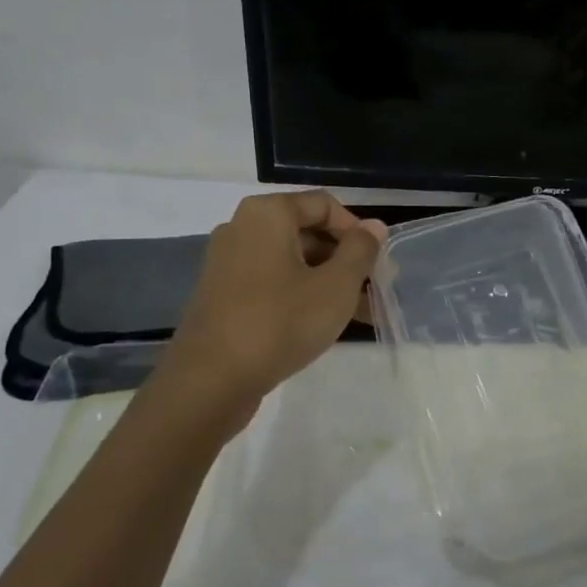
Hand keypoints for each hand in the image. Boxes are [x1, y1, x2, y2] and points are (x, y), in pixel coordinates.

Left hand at [159, 190, 386, 421]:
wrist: (210, 382)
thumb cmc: (280, 322)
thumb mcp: (336, 286)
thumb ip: (361, 250)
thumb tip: (374, 226)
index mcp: (267, 213)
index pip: (324, 205)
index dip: (357, 230)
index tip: (376, 263)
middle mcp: (242, 228)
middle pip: (307, 231)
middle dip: (344, 258)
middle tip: (373, 289)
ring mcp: (227, 262)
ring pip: (291, 261)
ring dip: (327, 280)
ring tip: (358, 313)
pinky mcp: (222, 295)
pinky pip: (271, 282)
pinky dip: (300, 294)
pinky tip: (323, 324)